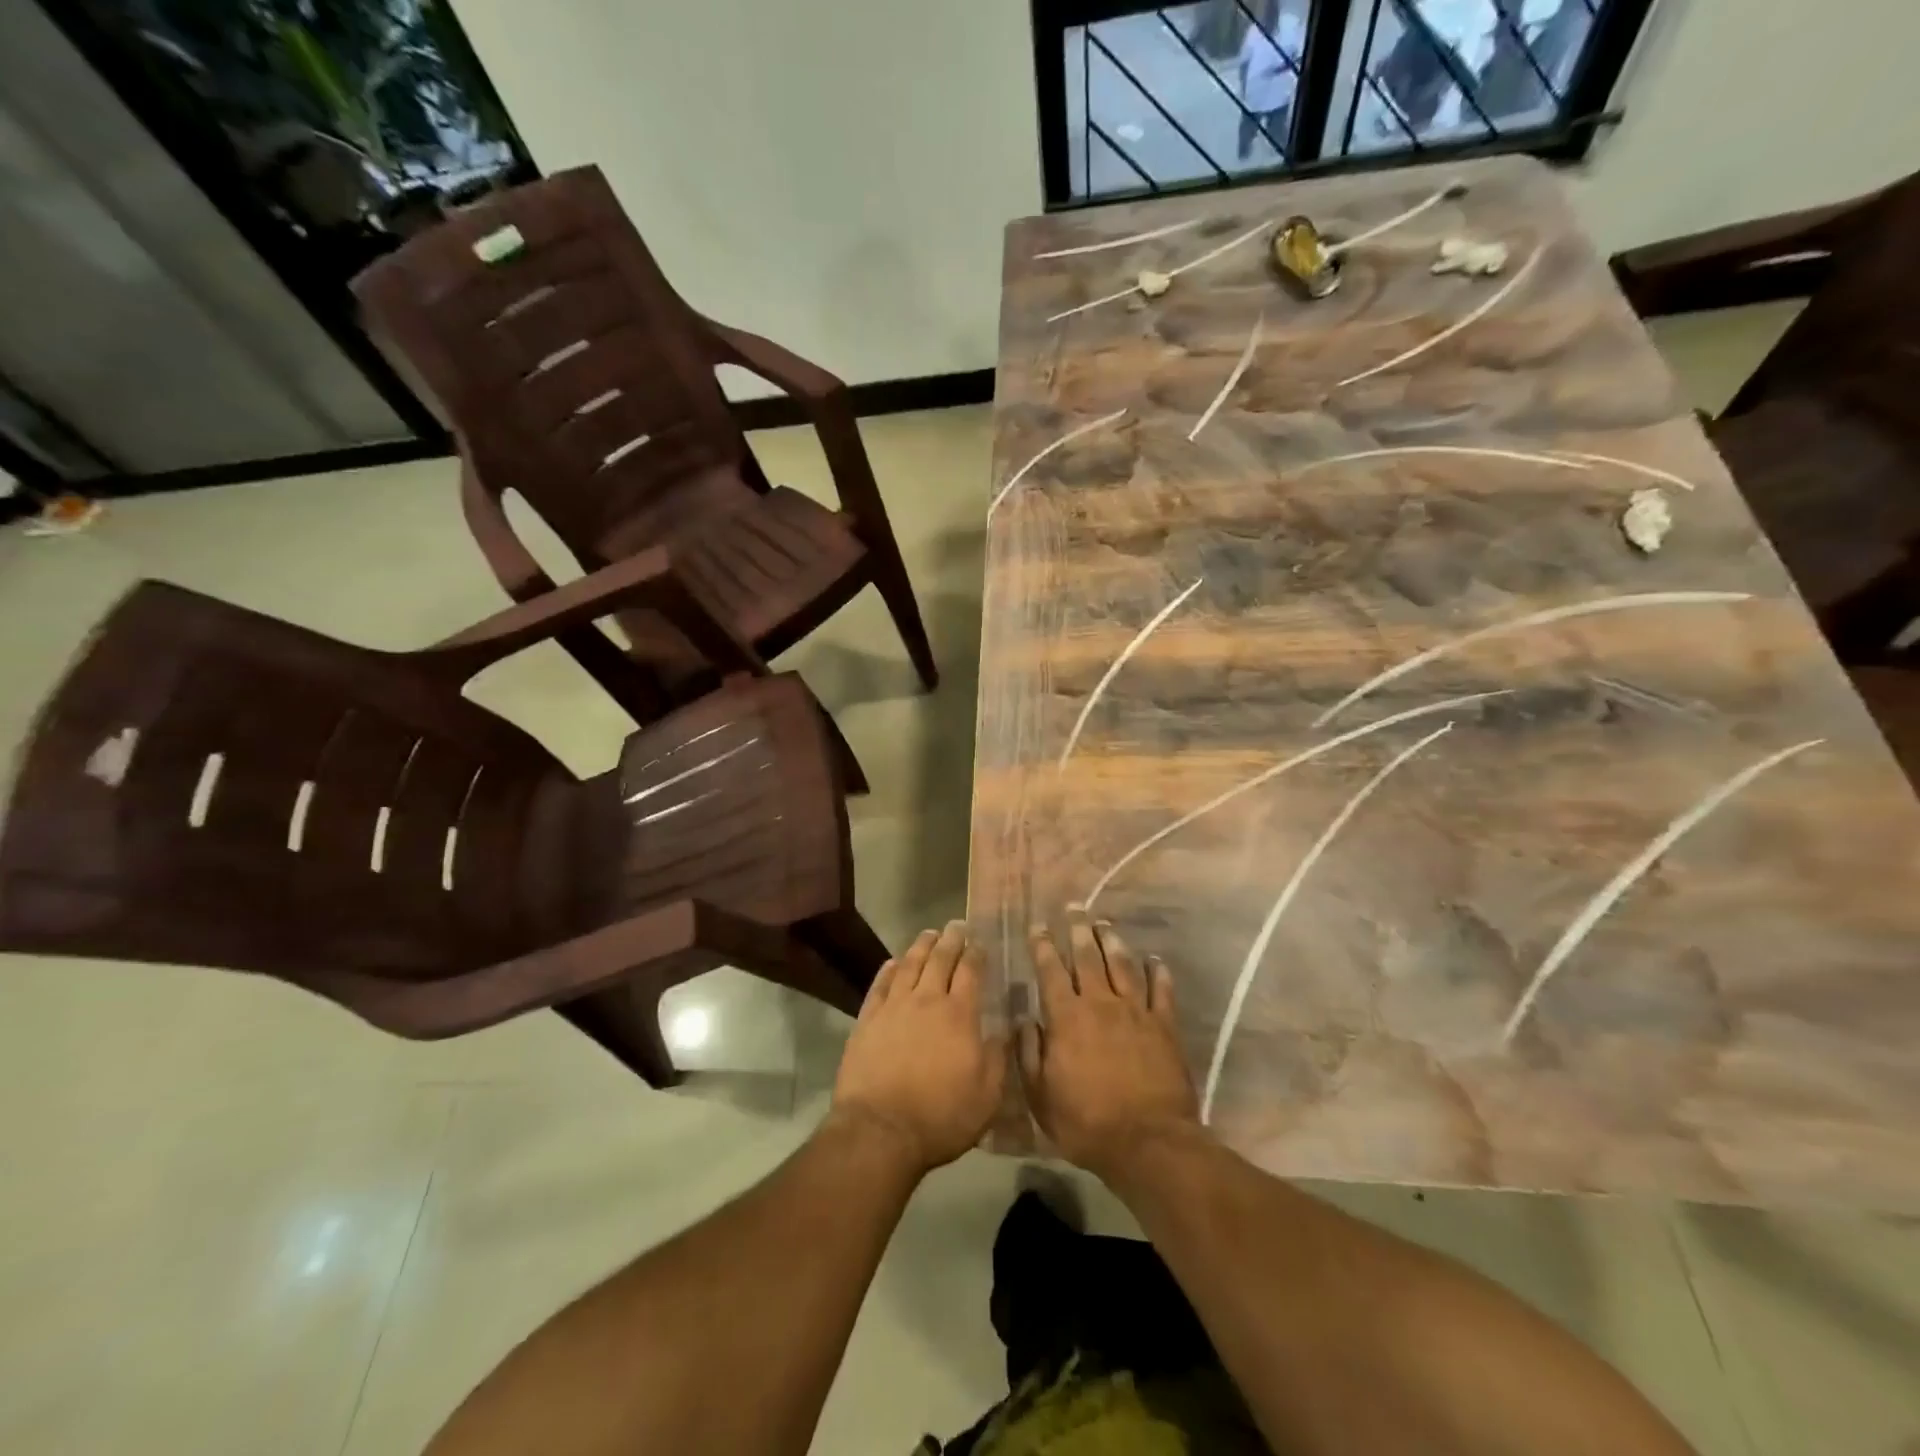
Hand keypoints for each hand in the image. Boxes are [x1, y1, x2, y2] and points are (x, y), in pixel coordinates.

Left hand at [831, 922, 1007, 1175]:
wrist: (880, 1131)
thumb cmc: (941, 1116)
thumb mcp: (987, 1096)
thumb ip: (999, 1057)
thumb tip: (1007, 1028)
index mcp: (959, 1014)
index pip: (970, 971)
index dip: (976, 953)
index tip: (979, 941)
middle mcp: (927, 1000)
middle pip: (940, 960)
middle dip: (951, 940)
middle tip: (956, 925)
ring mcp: (894, 1008)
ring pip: (909, 965)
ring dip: (921, 946)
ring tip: (928, 934)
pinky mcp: (867, 1021)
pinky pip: (880, 986)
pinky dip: (888, 970)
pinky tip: (893, 962)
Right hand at [1021, 910, 1199, 1179]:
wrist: (1147, 1142)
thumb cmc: (1086, 1123)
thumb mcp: (1041, 1095)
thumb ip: (1029, 1053)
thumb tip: (1024, 1018)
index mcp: (1066, 1018)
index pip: (1050, 971)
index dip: (1043, 946)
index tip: (1038, 926)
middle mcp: (1100, 1003)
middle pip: (1087, 957)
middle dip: (1078, 930)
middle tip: (1074, 908)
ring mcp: (1135, 1012)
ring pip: (1122, 965)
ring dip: (1112, 941)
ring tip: (1104, 924)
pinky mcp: (1164, 1026)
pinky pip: (1160, 990)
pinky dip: (1157, 971)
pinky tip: (1155, 959)